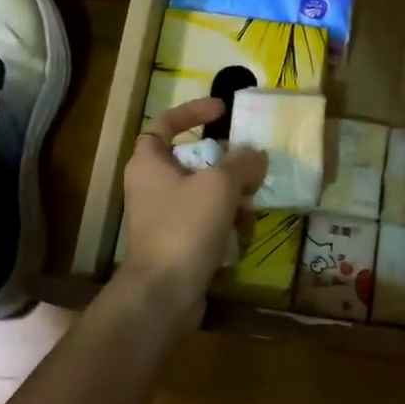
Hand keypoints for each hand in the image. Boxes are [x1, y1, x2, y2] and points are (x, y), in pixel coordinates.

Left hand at [120, 98, 266, 309]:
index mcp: (148, 162)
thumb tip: (256, 156)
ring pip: (197, 191)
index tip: (222, 111)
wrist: (164, 292)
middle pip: (187, 158)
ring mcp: (159, 216)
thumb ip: (242, 163)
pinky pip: (200, 219)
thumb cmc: (185, 227)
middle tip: (247, 160)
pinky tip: (244, 229)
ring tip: (253, 195)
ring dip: (226, 191)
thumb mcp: (220, 185)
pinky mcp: (172, 242)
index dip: (193, 111)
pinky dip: (222, 218)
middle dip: (220, 158)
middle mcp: (148, 185)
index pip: (165, 122)